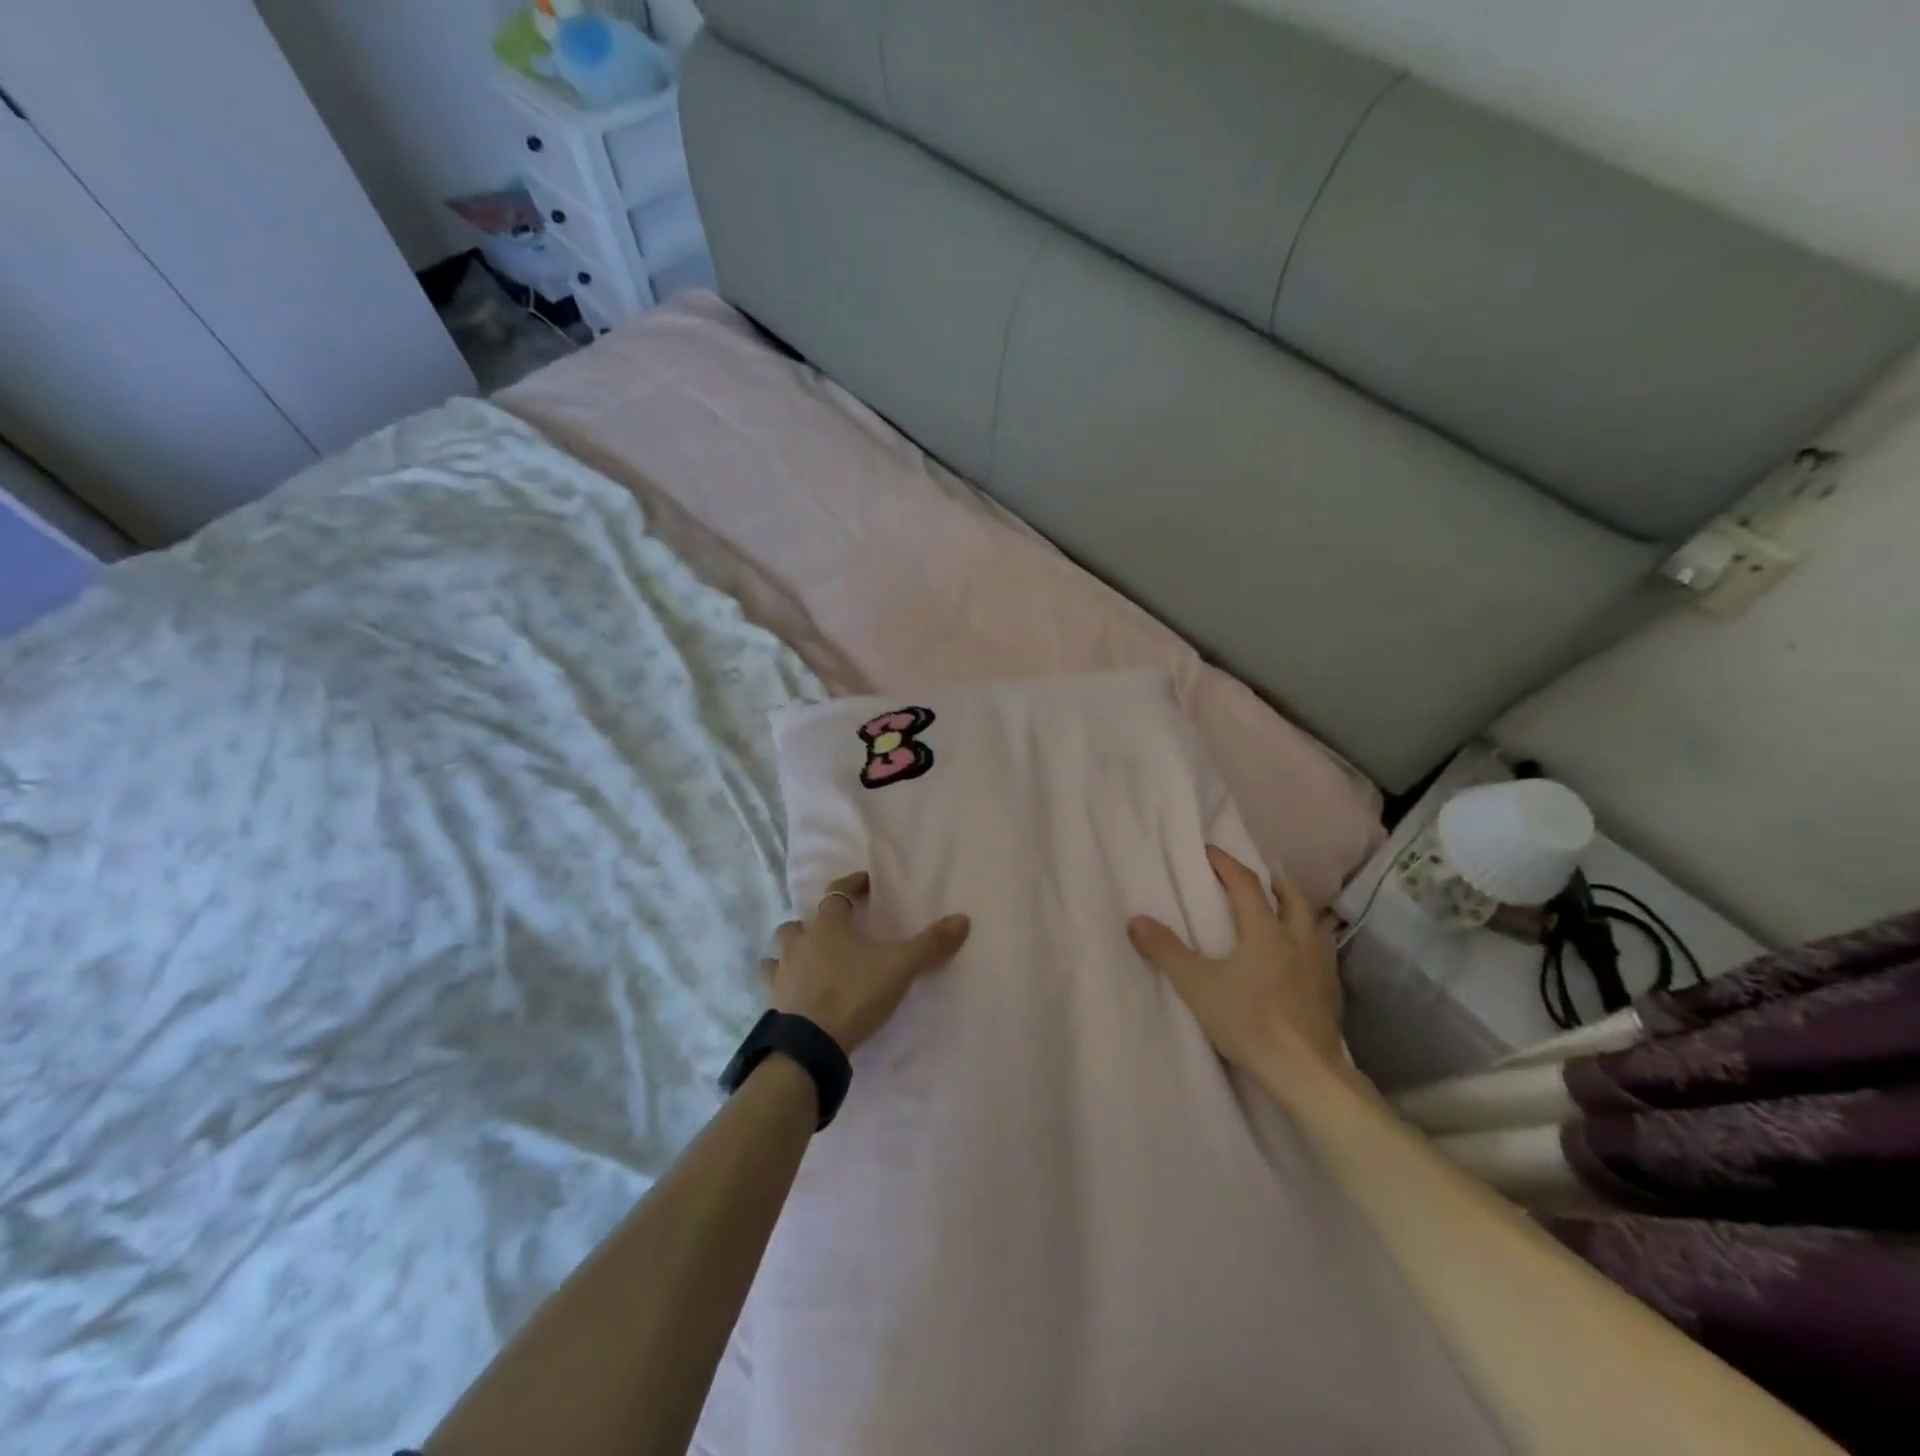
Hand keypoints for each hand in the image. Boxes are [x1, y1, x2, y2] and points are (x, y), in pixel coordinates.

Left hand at [762, 871, 971, 1052]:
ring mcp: (782, 974)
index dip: (850, 885)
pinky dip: (783, 984)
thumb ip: (930, 944)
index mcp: (828, 926)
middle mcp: (800, 943)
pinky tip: (795, 994)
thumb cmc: (855, 993)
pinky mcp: (774, 1003)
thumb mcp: (900, 967)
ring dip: (791, 952)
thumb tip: (962, 919)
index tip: (864, 883)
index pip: (836, 894)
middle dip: (812, 924)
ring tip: (808, 962)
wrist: (812, 1044)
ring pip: (778, 952)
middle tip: (832, 933)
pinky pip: (773, 985)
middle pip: (798, 923)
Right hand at [1127, 846, 1344, 1075]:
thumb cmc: (1249, 1022)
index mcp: (1265, 930)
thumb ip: (1166, 951)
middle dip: (1270, 883)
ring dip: (1292, 910)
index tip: (1209, 851)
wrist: (1305, 1072)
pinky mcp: (1331, 992)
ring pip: (1310, 922)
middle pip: (1290, 896)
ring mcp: (1320, 966)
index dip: (1226, 863)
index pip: (1246, 883)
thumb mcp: (1197, 986)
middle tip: (1251, 882)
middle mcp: (1298, 939)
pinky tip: (1293, 960)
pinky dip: (1304, 942)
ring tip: (1275, 916)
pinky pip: (1319, 951)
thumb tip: (1135, 920)